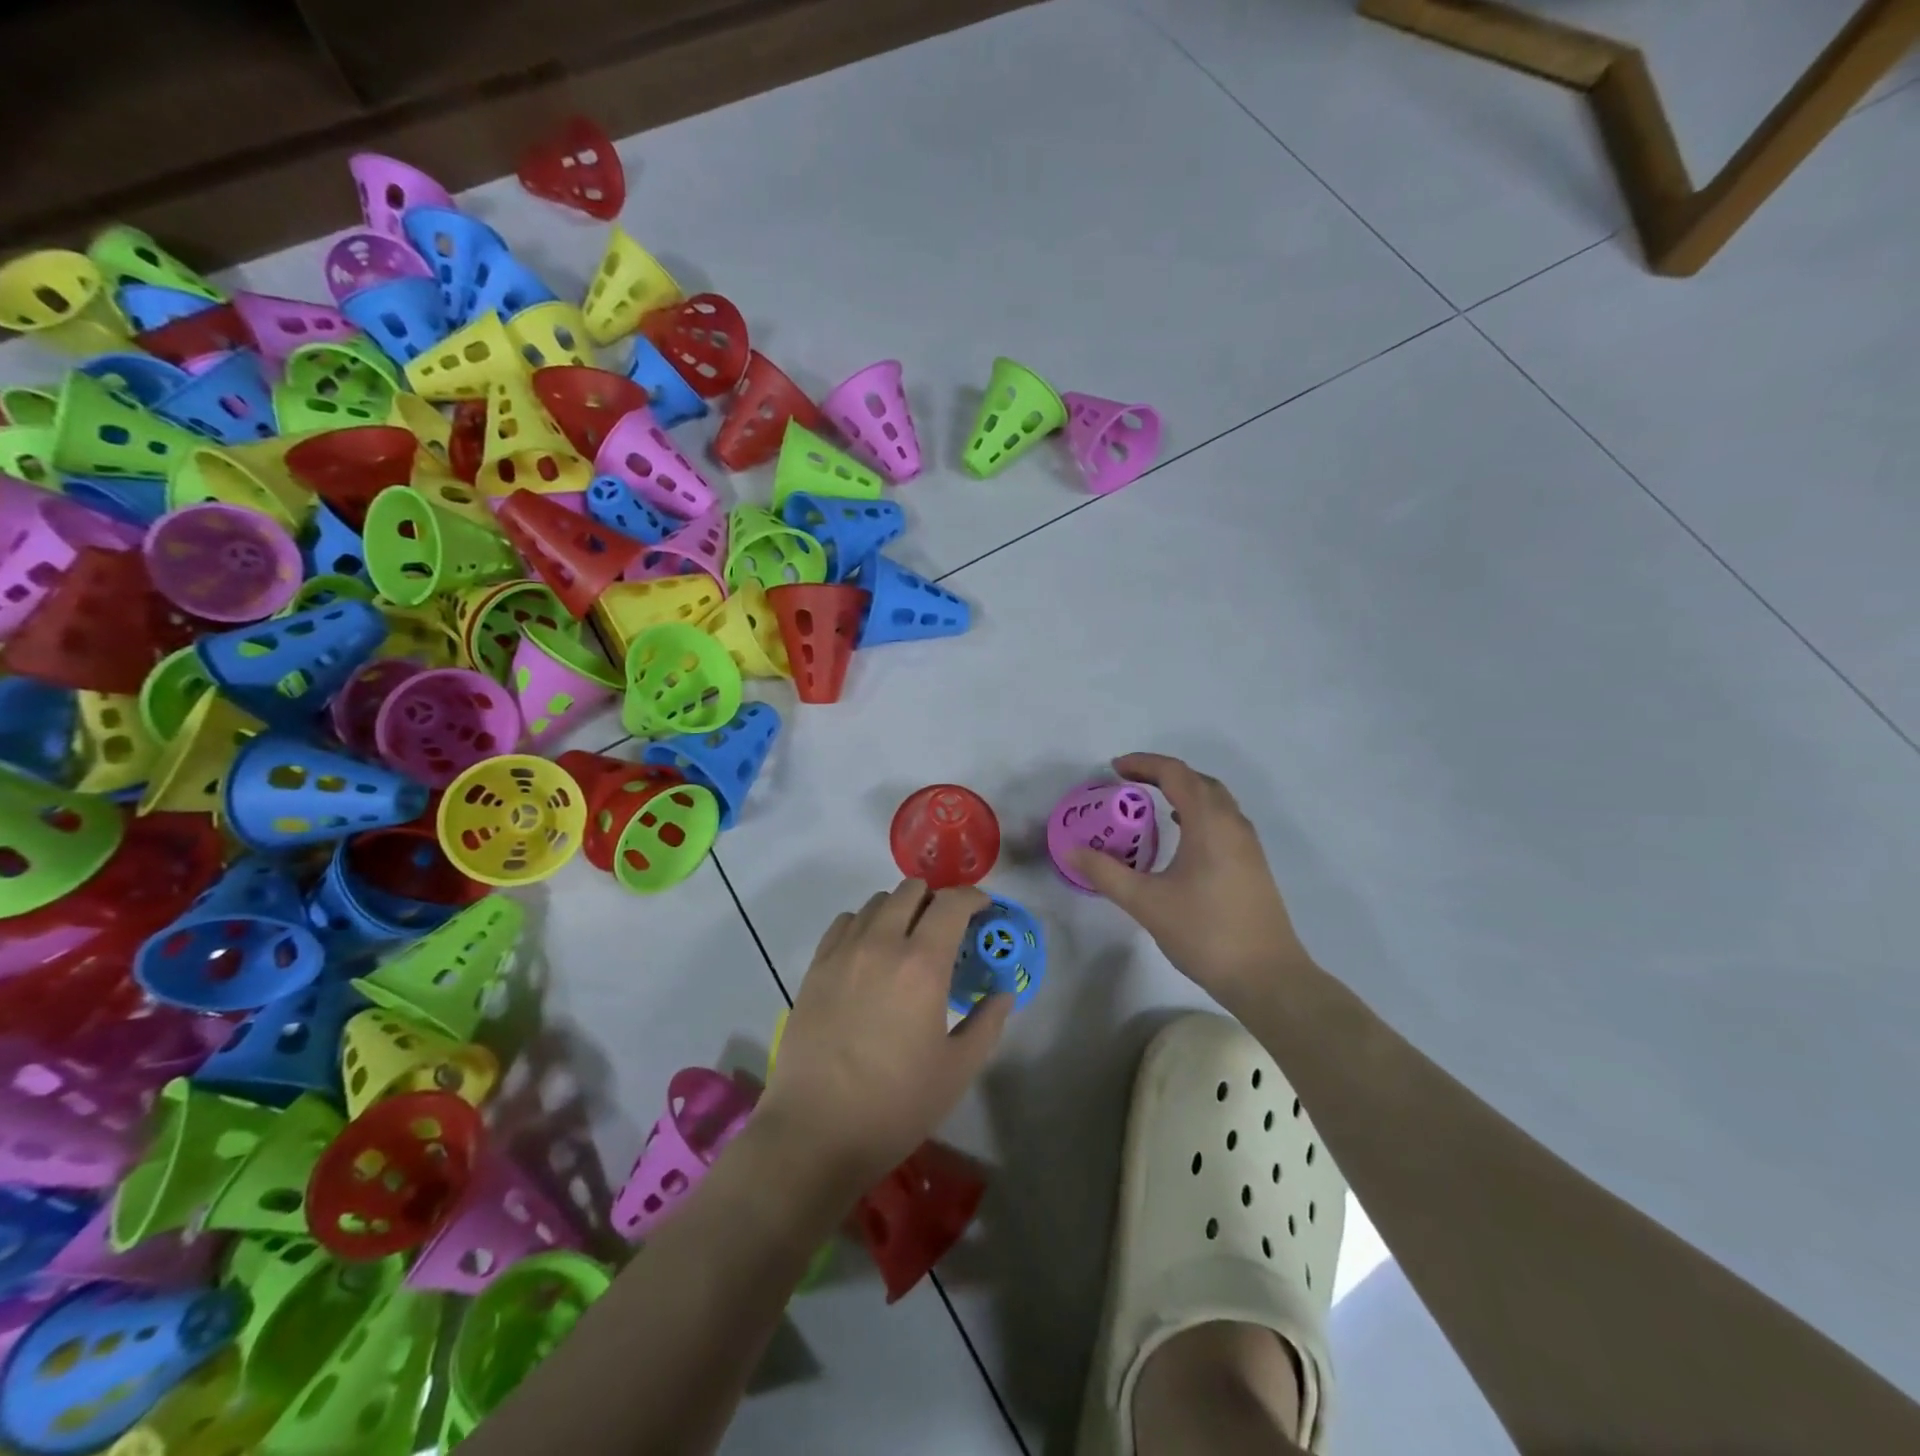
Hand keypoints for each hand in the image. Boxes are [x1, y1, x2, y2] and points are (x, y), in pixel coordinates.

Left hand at [760, 879, 1010, 1189]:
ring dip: (901, 909)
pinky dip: (866, 924)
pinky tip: (871, 954)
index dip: (974, 898)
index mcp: (922, 964)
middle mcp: (881, 943)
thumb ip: (988, 1022)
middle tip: (948, 930)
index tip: (984, 911)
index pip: (952, 903)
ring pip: (877, 902)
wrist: (815, 1132)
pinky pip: (845, 922)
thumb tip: (1004, 991)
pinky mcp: (816, 967)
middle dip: (937, 900)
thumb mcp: (957, 1069)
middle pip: (912, 890)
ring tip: (909, 941)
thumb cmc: (895, 1105)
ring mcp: (843, 952)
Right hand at [1069, 753, 1305, 1005]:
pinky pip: (1223, 820)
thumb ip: (1105, 873)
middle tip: (1129, 782)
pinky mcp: (1253, 865)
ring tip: (1151, 803)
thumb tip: (1070, 850)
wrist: (1267, 978)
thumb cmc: (1205, 933)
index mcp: (1209, 823)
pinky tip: (1183, 835)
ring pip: (1215, 800)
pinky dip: (1198, 812)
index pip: (1175, 774)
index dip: (1143, 764)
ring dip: (1183, 792)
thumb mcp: (1146, 903)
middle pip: (1198, 780)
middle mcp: (1233, 824)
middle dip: (1163, 774)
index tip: (1114, 769)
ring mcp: (1247, 845)